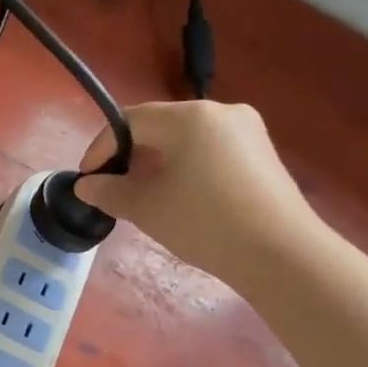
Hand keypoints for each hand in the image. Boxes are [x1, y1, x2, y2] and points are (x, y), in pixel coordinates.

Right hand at [73, 101, 321, 288]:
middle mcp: (221, 112)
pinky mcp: (262, 155)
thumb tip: (86, 186)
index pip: (131, 121)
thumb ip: (109, 192)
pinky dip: (186, 168)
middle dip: (130, 155)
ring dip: (157, 162)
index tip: (87, 178)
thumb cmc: (204, 223)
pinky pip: (211, 152)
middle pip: (160, 126)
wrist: (281, 254)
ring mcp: (248, 132)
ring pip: (187, 139)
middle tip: (112, 187)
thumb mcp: (147, 208)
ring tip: (142, 195)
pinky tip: (180, 198)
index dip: (102, 147)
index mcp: (190, 117)